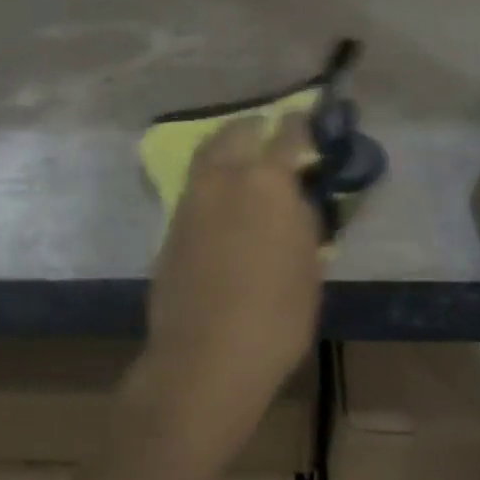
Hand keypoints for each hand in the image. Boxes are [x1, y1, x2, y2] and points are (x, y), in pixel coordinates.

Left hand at [139, 114, 323, 455]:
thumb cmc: (275, 316)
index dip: (300, 125)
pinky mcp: (171, 224)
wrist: (204, 357)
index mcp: (266, 181)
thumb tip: (295, 195)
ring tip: (243, 159)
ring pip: (208, 153)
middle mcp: (224, 177)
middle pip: (236, 131)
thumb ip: (302, 219)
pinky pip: (195, 184)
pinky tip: (223, 198)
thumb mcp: (309, 267)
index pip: (287, 133)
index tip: (308, 122)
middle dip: (255, 127)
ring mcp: (191, 198)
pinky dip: (211, 178)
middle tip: (269, 133)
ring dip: (228, 147)